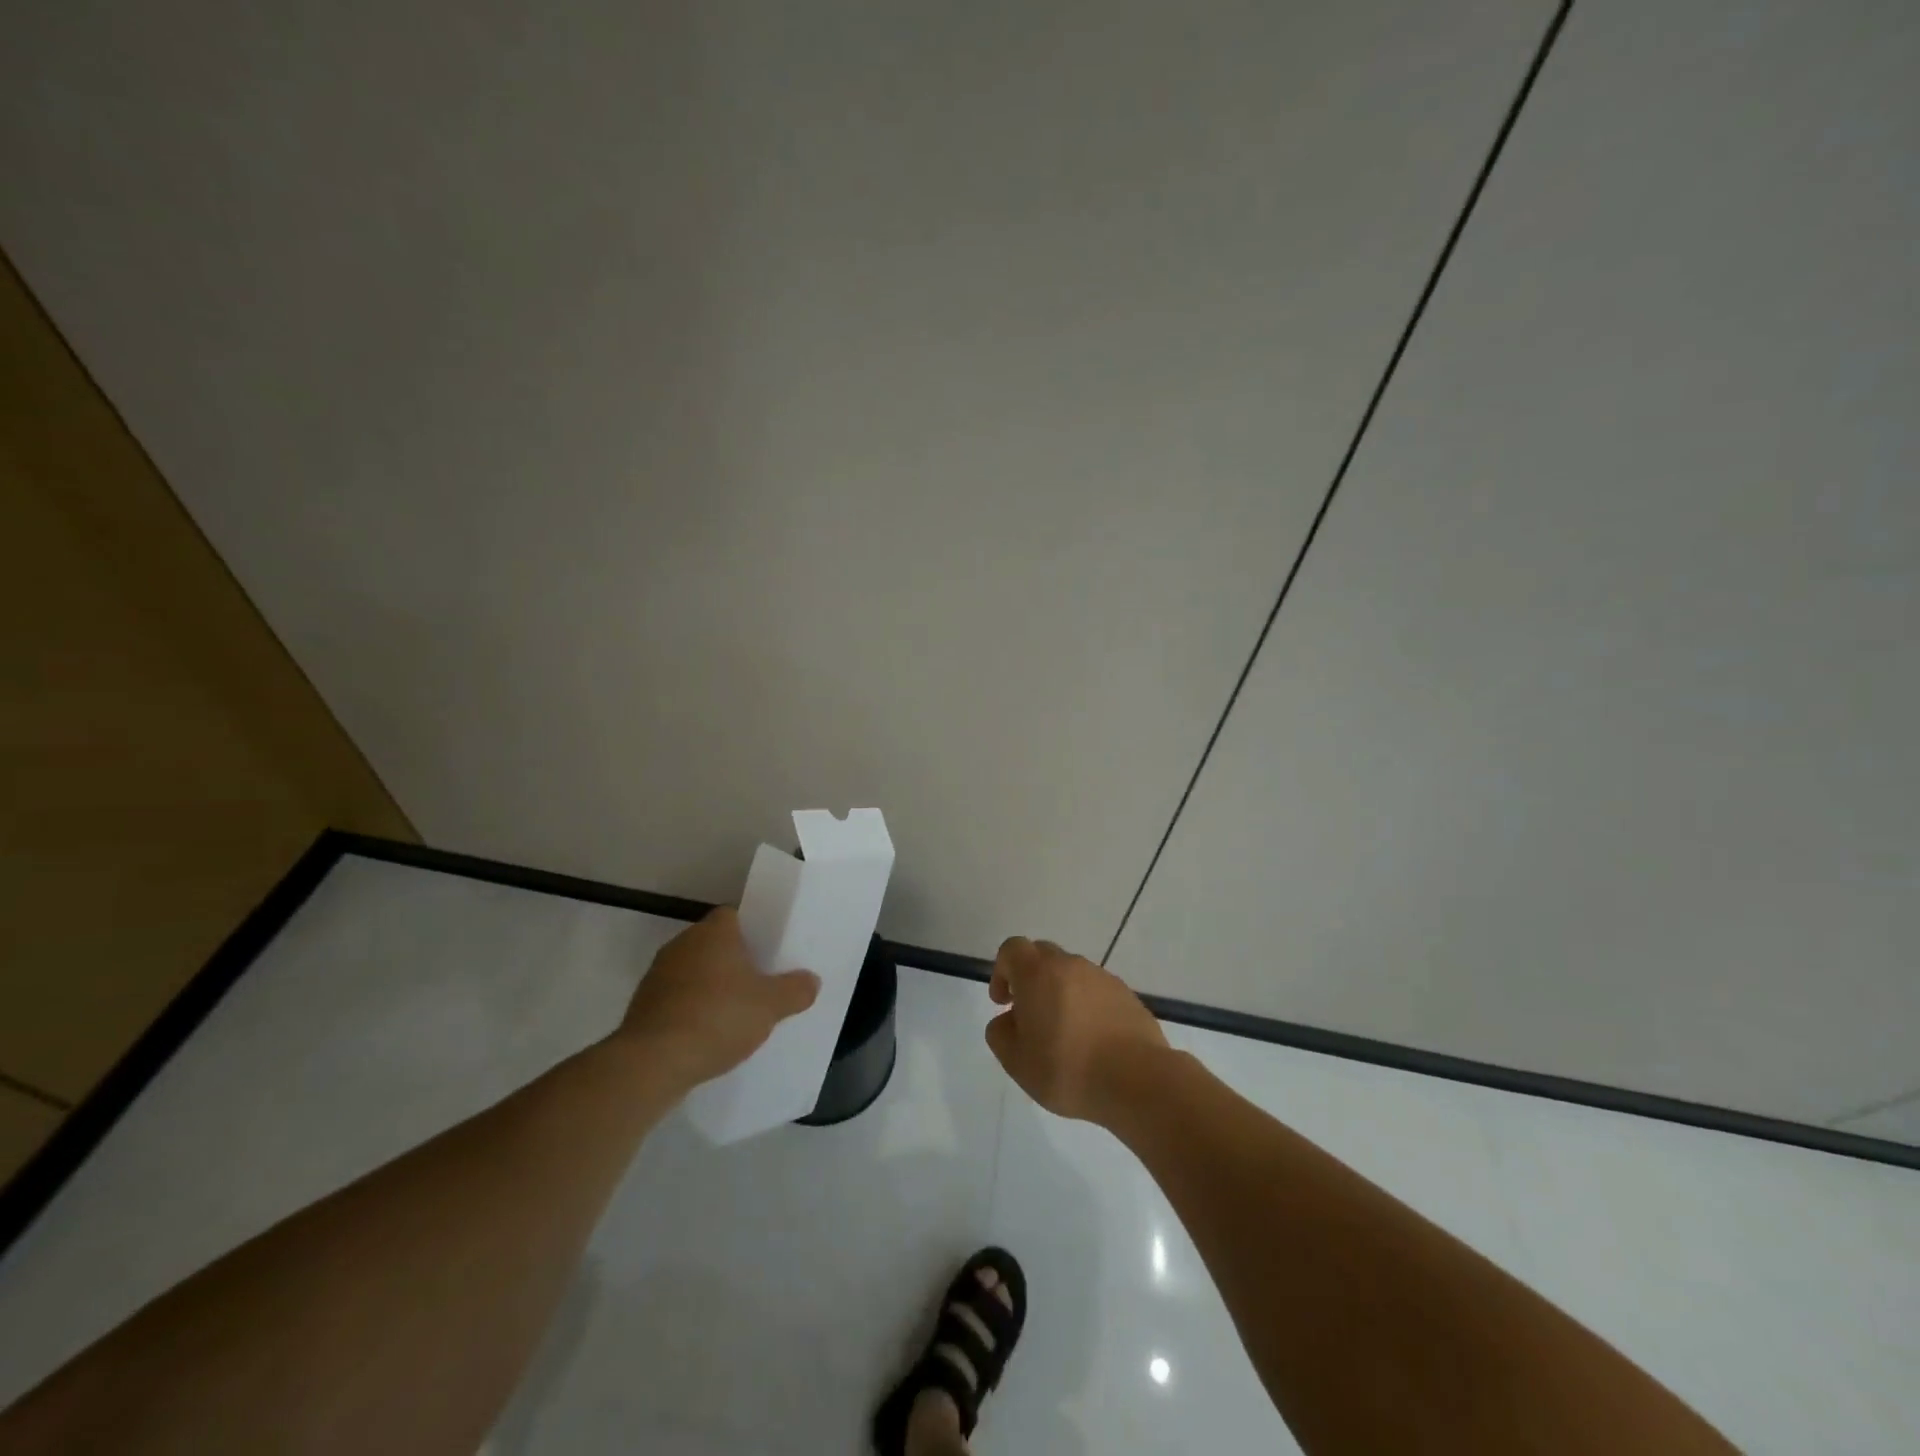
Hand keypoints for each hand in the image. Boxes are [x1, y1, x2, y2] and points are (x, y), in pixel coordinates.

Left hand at [616, 907, 819, 1092]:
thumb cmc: (718, 1018)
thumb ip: (795, 990)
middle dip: (733, 961)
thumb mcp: (771, 1005)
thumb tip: (811, 980)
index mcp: (714, 932)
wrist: (653, 1062)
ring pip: (693, 972)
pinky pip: (676, 1000)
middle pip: (713, 944)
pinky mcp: (643, 1007)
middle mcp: (682, 944)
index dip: (751, 931)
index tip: (767, 952)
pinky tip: (706, 1034)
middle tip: (758, 982)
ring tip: (734, 1013)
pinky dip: (691, 1010)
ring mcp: (657, 975)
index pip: (733, 916)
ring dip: (710, 987)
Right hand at [984, 936, 1167, 1123]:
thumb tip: (1007, 1021)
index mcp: (1038, 973)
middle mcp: (1070, 965)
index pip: (1012, 949)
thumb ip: (1000, 1034)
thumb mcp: (1016, 1062)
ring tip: (1064, 1035)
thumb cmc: (1067, 1068)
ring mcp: (1102, 978)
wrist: (1137, 1080)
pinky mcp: (1127, 995)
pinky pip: (1096, 991)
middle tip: (1030, 1016)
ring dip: (1060, 993)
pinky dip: (1087, 1006)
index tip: (1004, 1003)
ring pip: (1071, 974)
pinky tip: (1092, 1041)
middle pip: (1042, 956)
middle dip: (1031, 979)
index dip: (1002, 971)